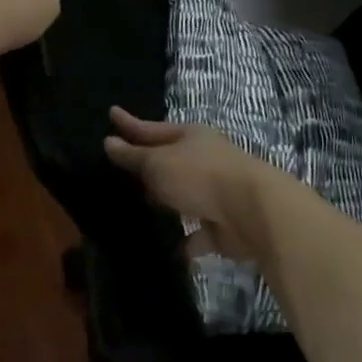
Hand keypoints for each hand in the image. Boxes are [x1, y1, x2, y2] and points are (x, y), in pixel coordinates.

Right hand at [103, 108, 279, 260]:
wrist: (253, 211)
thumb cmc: (200, 176)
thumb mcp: (159, 163)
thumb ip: (134, 157)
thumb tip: (109, 142)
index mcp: (190, 136)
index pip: (152, 128)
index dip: (130, 124)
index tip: (111, 113)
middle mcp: (205, 159)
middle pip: (170, 160)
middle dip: (149, 163)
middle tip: (123, 165)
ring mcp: (216, 192)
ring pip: (184, 195)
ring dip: (168, 201)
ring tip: (141, 209)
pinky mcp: (224, 225)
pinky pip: (198, 232)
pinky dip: (187, 239)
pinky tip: (170, 248)